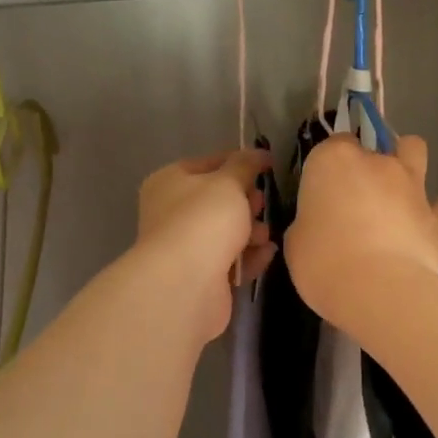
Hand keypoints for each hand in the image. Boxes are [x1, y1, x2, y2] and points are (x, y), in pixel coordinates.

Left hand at [136, 149, 275, 342]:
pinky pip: (231, 261)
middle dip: (246, 202)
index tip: (267, 165)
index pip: (207, 164)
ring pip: (226, 233)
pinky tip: (266, 254)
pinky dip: (249, 257)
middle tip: (261, 204)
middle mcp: (172, 213)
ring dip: (251, 232)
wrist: (186, 283)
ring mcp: (185, 247)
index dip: (238, 162)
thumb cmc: (205, 220)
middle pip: (218, 201)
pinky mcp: (201, 277)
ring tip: (263, 236)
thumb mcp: (229, 182)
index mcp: (169, 182)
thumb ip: (245, 165)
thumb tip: (257, 154)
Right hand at [285, 134, 437, 331]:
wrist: (379, 290)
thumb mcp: (296, 241)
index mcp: (334, 160)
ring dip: (406, 165)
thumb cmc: (323, 262)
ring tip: (396, 193)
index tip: (323, 191)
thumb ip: (310, 221)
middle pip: (375, 146)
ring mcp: (412, 185)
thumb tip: (319, 224)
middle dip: (368, 164)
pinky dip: (431, 211)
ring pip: (414, 151)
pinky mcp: (437, 216)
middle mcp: (377, 163)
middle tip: (358, 197)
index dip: (329, 166)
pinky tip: (421, 227)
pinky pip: (437, 205)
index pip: (333, 144)